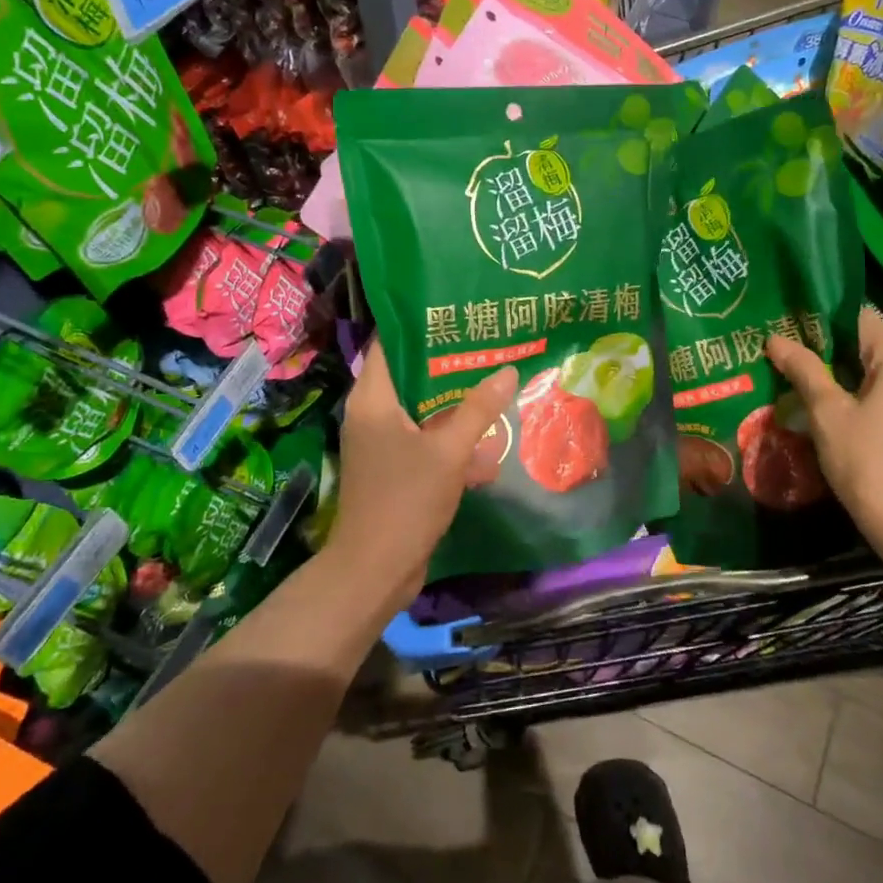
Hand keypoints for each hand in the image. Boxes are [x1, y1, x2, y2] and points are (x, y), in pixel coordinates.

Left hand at [327, 340, 518, 609]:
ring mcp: (383, 443)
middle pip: (412, 375)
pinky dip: (453, 442)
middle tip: (489, 344)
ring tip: (498, 387)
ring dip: (458, 406)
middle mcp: (373, 414)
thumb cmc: (405, 500)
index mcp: (374, 399)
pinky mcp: (396, 469)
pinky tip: (490, 448)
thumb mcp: (449, 451)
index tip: (457, 311)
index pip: (390, 343)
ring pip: (424, 411)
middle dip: (451, 364)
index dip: (420, 324)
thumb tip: (508, 371)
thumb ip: (479, 410)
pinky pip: (427, 442)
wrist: (374, 571)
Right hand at [765, 308, 882, 574]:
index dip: (824, 332)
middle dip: (849, 358)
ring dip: (877, 379)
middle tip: (816, 385)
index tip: (801, 354)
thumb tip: (775, 338)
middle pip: (882, 343)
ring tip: (848, 408)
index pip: (856, 319)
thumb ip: (804, 369)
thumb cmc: (869, 465)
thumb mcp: (827, 415)